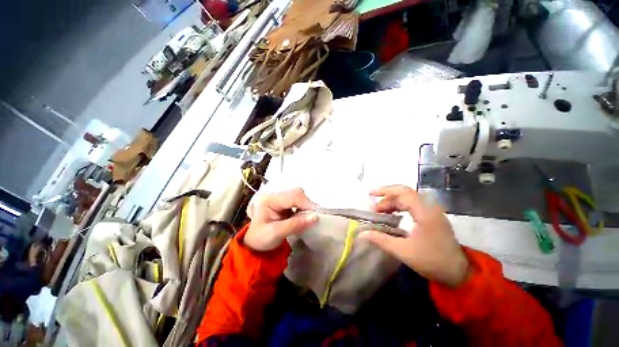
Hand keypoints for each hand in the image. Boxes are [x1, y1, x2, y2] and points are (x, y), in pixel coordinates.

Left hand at [244, 188, 317, 250]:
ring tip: (307, 217)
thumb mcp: (276, 233)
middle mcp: (274, 195)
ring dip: (306, 206)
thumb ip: (296, 225)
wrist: (255, 243)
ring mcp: (279, 197)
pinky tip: (302, 216)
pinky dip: (303, 207)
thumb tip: (316, 217)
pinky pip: (298, 201)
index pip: (292, 196)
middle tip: (312, 217)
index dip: (306, 203)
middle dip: (307, 204)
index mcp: (268, 200)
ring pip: (299, 195)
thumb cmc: (262, 239)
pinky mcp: (283, 202)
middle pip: (296, 193)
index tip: (315, 215)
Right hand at [359, 185, 468, 286]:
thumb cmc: (432, 261)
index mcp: (425, 213)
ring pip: (408, 199)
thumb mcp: (403, 252)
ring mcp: (432, 211)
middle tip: (374, 208)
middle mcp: (429, 207)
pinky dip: (400, 207)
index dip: (385, 191)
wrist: (459, 272)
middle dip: (386, 198)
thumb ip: (381, 240)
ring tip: (380, 213)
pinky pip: (413, 205)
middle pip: (404, 193)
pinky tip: (393, 215)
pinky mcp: (432, 216)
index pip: (403, 192)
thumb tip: (361, 234)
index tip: (370, 194)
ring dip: (392, 203)